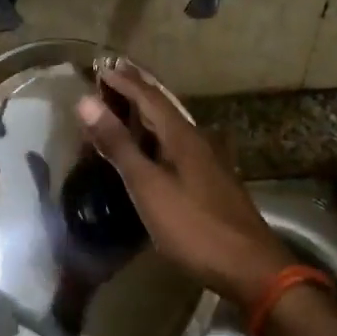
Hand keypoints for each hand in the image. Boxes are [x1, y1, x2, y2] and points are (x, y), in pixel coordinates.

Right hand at [75, 63, 294, 307]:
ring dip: (147, 114)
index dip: (124, 82)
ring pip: (171, 127)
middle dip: (137, 91)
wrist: (249, 267)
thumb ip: (119, 145)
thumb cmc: (194, 226)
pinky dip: (157, 137)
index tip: (101, 68)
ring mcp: (208, 162)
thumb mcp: (149, 186)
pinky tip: (153, 149)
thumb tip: (87, 101)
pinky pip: (177, 146)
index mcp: (182, 136)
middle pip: (163, 107)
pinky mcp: (210, 182)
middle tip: (113, 76)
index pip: (149, 97)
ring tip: (126, 106)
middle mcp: (197, 141)